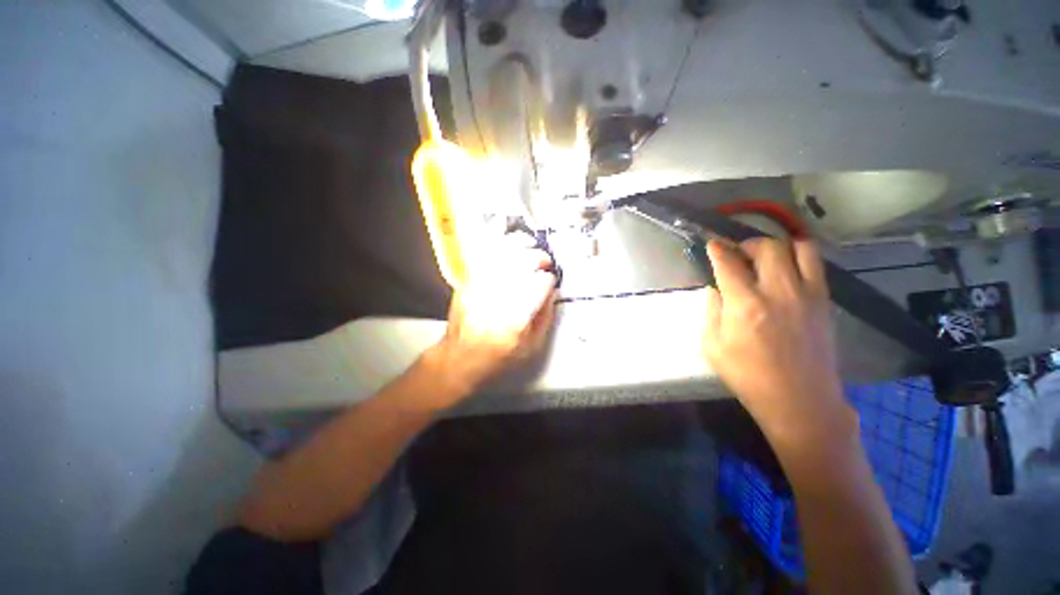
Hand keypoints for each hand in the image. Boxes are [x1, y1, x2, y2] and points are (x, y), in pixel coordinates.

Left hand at [423, 236, 557, 408]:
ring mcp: (480, 287)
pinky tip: (506, 238)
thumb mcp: (530, 347)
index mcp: (516, 317)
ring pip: (501, 253)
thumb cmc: (496, 357)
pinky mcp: (468, 282)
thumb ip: (545, 318)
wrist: (460, 357)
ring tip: (529, 244)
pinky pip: (482, 254)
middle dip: (538, 257)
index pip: (539, 284)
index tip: (550, 281)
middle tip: (544, 261)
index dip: (549, 280)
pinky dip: (495, 242)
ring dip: (519, 243)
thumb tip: (552, 294)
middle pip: (521, 263)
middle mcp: (497, 298)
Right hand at [703, 239, 856, 445]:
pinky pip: (815, 264)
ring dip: (777, 246)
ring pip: (798, 248)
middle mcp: (778, 291)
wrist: (799, 400)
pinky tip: (786, 270)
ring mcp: (806, 294)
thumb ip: (711, 310)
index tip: (712, 244)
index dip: (718, 249)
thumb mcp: (712, 346)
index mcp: (745, 305)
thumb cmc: (748, 376)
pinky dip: (798, 257)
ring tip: (765, 258)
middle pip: (767, 247)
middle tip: (738, 254)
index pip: (729, 263)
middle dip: (747, 244)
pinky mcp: (823, 301)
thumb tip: (715, 287)